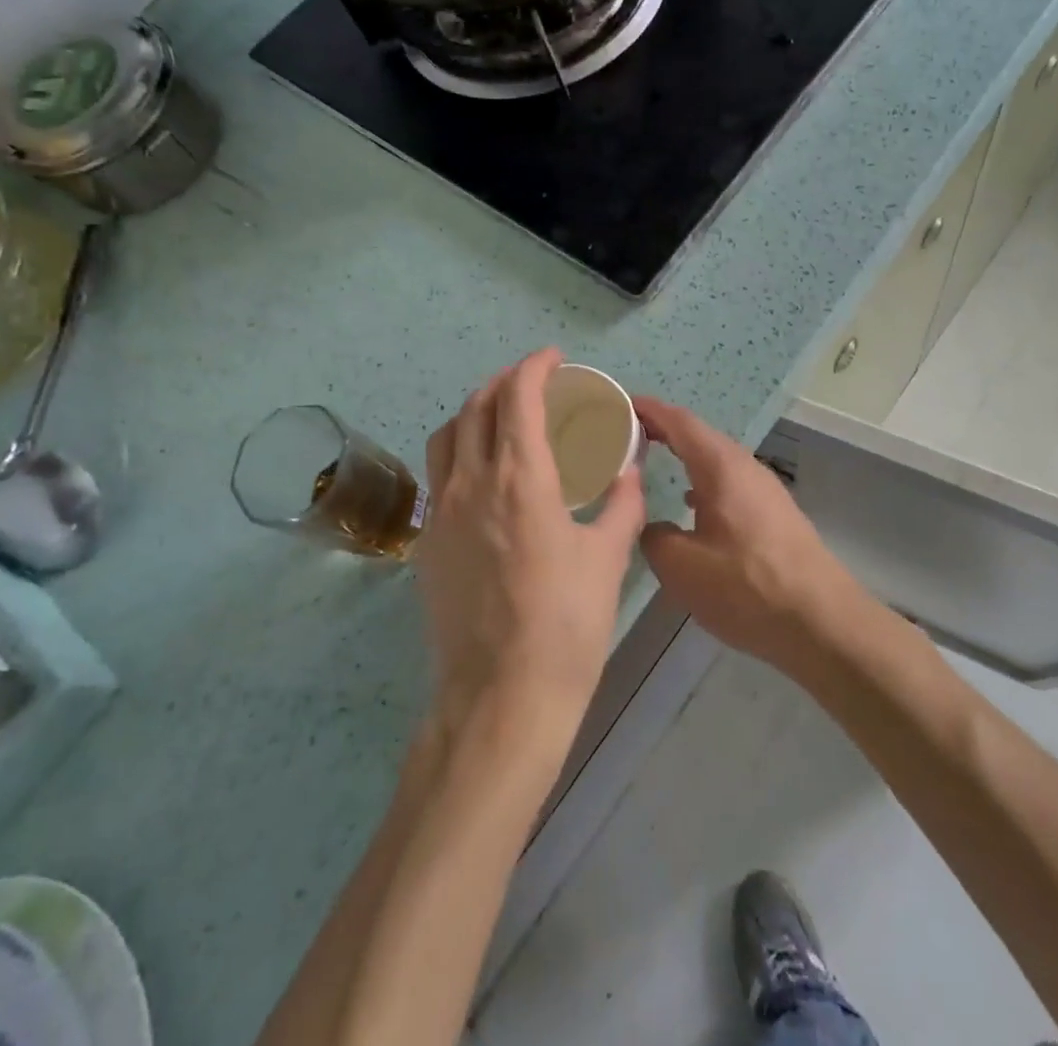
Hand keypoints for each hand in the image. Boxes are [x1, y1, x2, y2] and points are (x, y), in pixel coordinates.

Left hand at [416, 349, 645, 739]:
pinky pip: (440, 474)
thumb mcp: (607, 558)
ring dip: (475, 411)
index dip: (534, 367)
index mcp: (520, 479)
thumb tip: (629, 471)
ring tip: (503, 416)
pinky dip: (461, 451)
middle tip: (534, 381)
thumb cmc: (566, 625)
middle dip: (505, 381)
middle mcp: (472, 483)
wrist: (502, 697)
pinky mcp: (428, 543)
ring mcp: (442, 512)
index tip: (554, 359)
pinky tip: (486, 474)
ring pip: (448, 436)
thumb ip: (621, 504)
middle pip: (477, 406)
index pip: (518, 397)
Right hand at [635, 397, 869, 676]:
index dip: (648, 410)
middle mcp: (745, 467)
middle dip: (663, 431)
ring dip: (685, 457)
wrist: (822, 623)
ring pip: (716, 461)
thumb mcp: (682, 567)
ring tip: (653, 464)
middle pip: (699, 436)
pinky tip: (691, 506)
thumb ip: (654, 536)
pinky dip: (703, 481)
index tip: (619, 404)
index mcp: (721, 467)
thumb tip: (651, 526)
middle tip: (626, 435)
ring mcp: (765, 490)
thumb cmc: (747, 587)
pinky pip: (730, 483)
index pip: (679, 422)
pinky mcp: (775, 514)